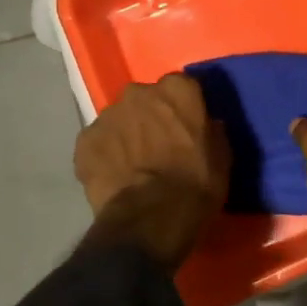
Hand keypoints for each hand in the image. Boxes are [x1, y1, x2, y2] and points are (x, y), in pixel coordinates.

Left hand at [74, 74, 228, 266]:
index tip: (186, 126)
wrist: (151, 218)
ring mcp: (107, 115)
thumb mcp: (221, 156)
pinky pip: (98, 142)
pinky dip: (105, 154)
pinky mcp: (84, 141)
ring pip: (119, 119)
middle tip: (159, 144)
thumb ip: (210, 130)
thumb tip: (207, 124)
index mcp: (177, 90)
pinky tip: (115, 176)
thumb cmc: (196, 185)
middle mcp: (139, 92)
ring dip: (127, 134)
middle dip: (150, 116)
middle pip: (145, 99)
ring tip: (134, 163)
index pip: (181, 87)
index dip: (183, 107)